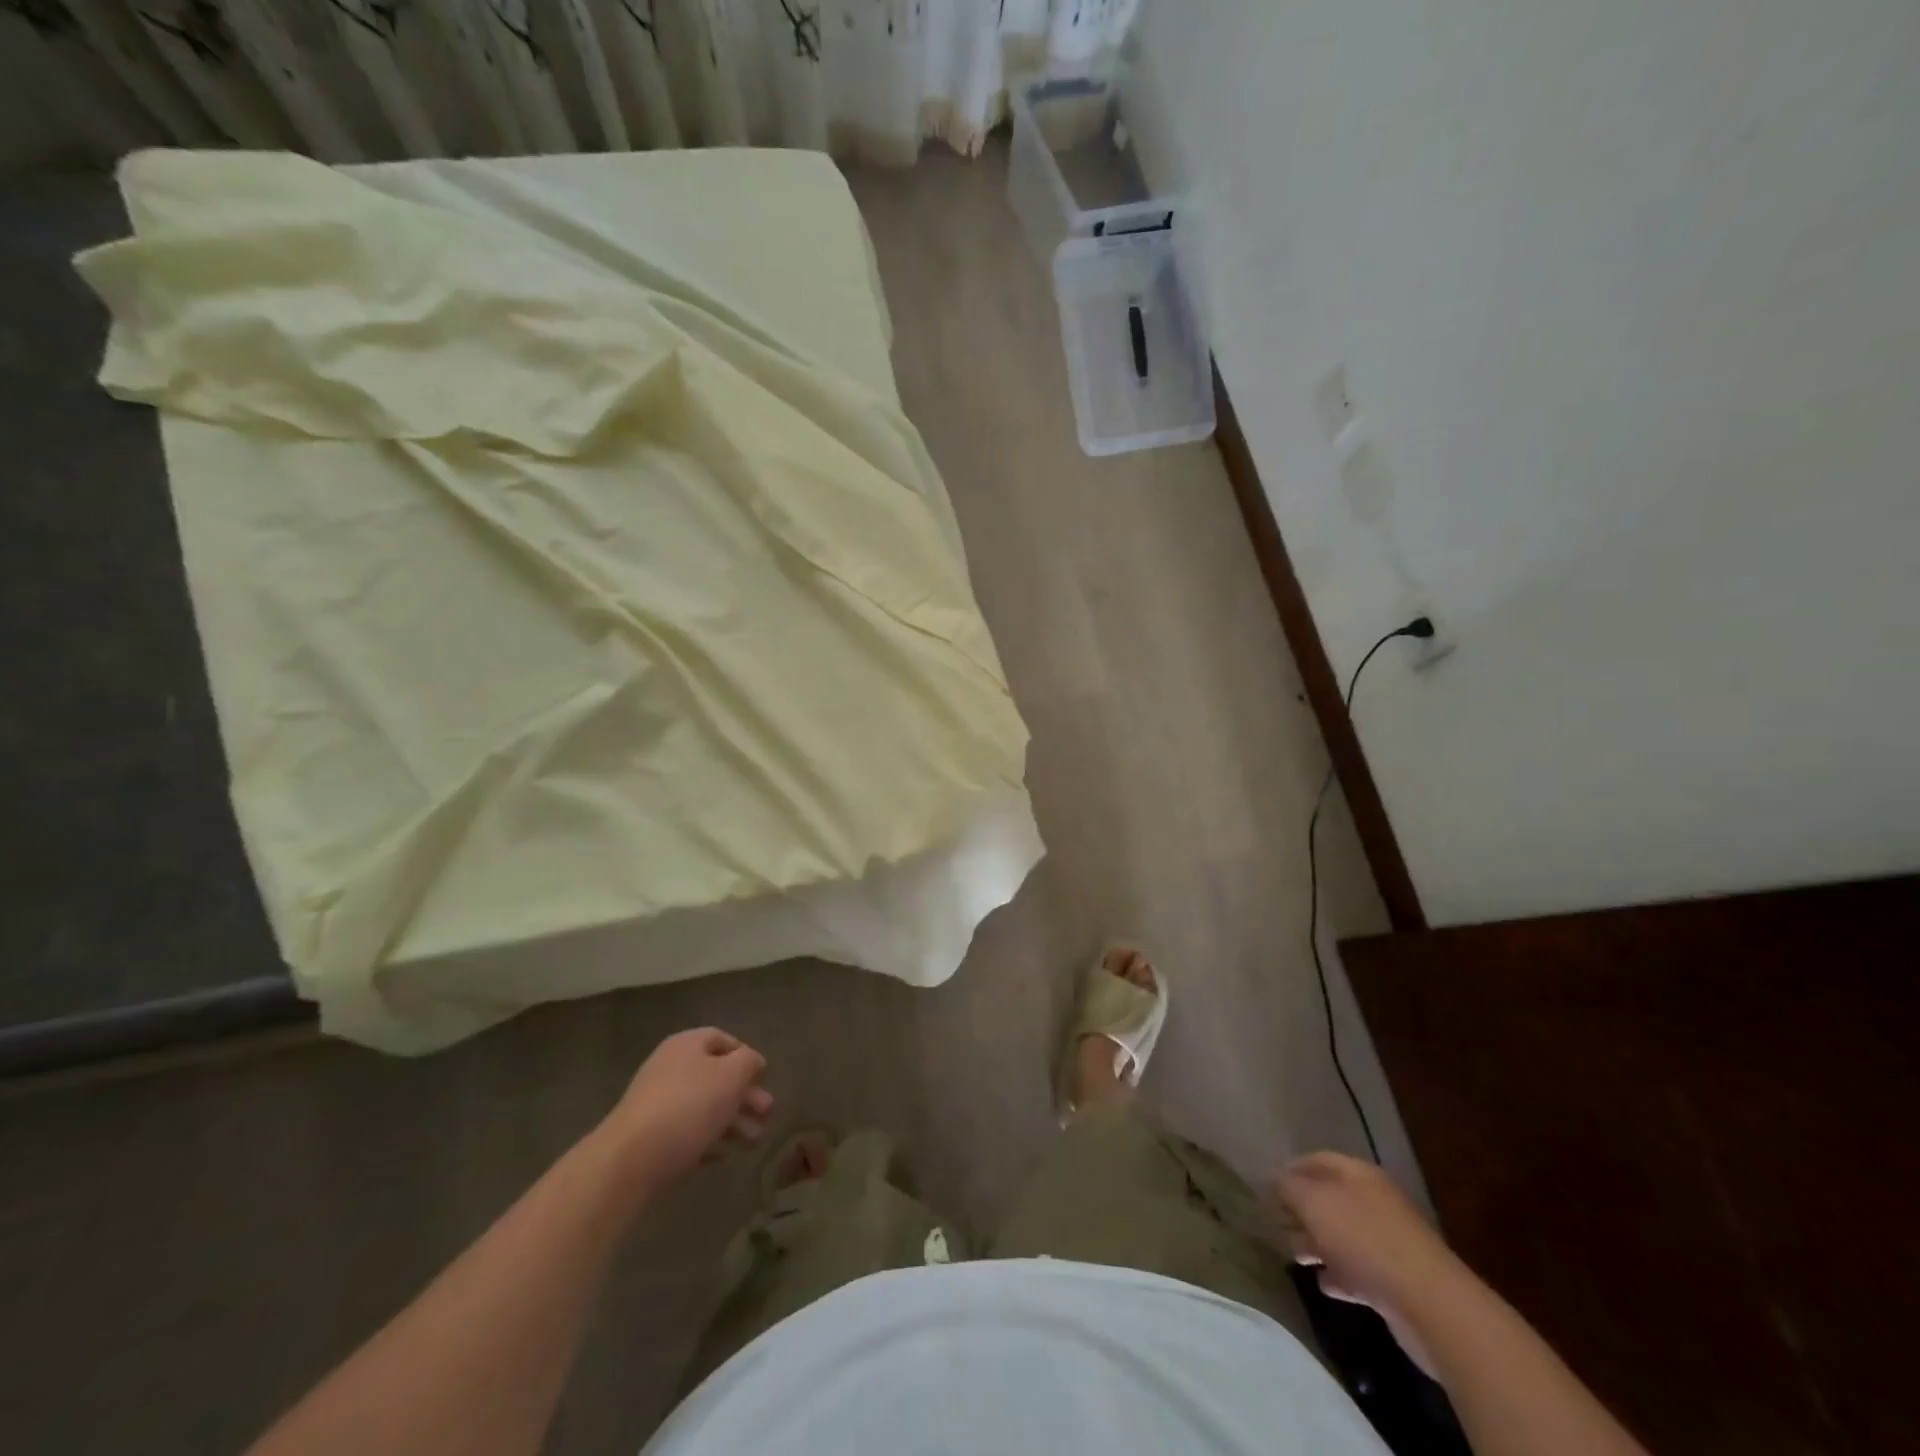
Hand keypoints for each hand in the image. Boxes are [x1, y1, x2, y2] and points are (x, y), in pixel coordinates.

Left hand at [601, 1028, 773, 1189]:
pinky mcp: (649, 1136)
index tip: (763, 1079)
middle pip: (716, 1076)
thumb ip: (749, 1062)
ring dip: (732, 1122)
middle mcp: (670, 1067)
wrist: (630, 1160)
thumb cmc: (689, 1106)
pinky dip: (708, 1140)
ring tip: (753, 1143)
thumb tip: (752, 1063)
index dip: (746, 1057)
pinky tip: (722, 1156)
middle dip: (745, 1096)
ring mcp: (656, 1103)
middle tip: (766, 1114)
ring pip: (704, 1106)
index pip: (723, 1040)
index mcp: (687, 1045)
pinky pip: (686, 1131)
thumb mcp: (732, 1075)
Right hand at [1270, 1152, 1460, 1313]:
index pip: (1317, 1160)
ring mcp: (1389, 1242)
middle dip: (1301, 1210)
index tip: (1266, 1187)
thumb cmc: (1364, 1240)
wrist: (1430, 1305)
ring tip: (1293, 1255)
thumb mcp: (1314, 1203)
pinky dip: (1339, 1274)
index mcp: (1359, 1174)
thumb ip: (1289, 1187)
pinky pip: (1359, 1271)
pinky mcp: (1396, 1281)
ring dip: (1317, 1244)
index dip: (1290, 1169)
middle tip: (1274, 1223)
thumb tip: (1276, 1178)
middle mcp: (1375, 1201)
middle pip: (1330, 1198)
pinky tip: (1323, 1283)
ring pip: (1343, 1235)